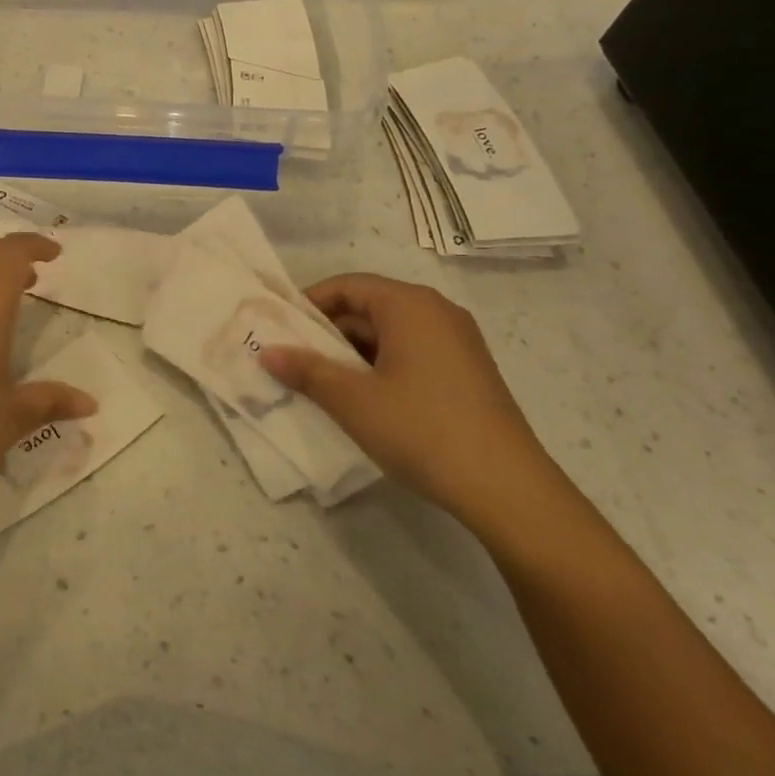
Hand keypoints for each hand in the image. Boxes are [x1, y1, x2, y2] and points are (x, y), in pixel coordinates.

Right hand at [259, 274, 553, 527]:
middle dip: (328, 332)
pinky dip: (381, 365)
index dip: (308, 304)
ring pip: (389, 332)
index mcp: (409, 304)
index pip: (346, 286)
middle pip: (368, 306)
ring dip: (353, 352)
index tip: (280, 330)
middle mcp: (436, 311)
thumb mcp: (353, 400)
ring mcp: (457, 341)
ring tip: (323, 383)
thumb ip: (306, 370)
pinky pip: (411, 352)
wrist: (508, 490)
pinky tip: (365, 399)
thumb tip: (265, 351)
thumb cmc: (422, 430)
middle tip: (294, 360)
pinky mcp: (468, 370)